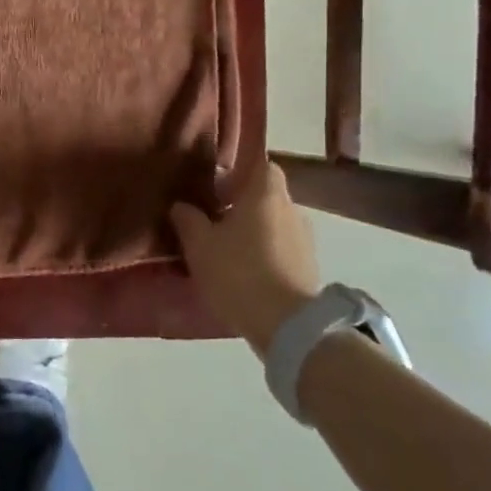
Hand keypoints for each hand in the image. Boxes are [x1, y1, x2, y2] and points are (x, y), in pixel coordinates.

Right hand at [170, 161, 321, 355]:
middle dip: (242, 205)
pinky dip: (265, 253)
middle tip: (213, 220)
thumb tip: (181, 205)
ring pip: (275, 224)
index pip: (262, 165)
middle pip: (267, 196)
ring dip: (254, 231)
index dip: (240, 172)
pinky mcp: (309, 268)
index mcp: (266, 195)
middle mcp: (292, 210)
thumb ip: (187, 218)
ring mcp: (305, 241)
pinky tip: (244, 272)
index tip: (217, 187)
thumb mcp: (198, 244)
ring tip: (226, 250)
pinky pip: (282, 249)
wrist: (286, 324)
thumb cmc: (237, 272)